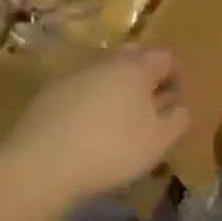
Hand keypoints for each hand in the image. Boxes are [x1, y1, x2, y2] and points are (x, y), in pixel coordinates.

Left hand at [8, 48, 188, 205]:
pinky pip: (81, 87)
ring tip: (119, 119)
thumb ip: (178, 120)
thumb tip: (180, 108)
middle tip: (149, 106)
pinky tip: (88, 127)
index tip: (176, 102)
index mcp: (137, 66)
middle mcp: (106, 60)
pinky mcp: (49, 90)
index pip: (166, 58)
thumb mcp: (159, 142)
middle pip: (133, 57)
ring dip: (116, 87)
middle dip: (145, 76)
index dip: (176, 78)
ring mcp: (74, 72)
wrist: (41, 163)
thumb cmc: (111, 150)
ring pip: (104, 71)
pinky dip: (91, 99)